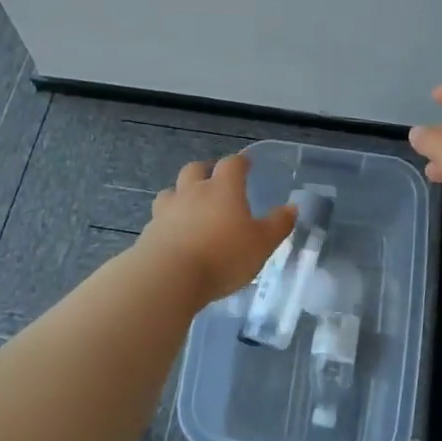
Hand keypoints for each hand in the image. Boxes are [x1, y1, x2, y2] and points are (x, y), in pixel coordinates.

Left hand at [137, 153, 296, 304]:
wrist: (169, 277)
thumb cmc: (223, 256)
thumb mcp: (262, 244)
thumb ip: (278, 224)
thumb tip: (292, 207)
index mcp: (223, 189)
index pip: (232, 164)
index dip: (240, 162)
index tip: (246, 164)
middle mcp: (193, 192)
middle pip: (195, 169)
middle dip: (205, 171)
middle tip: (214, 181)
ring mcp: (167, 210)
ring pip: (171, 191)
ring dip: (181, 194)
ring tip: (189, 207)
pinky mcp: (149, 232)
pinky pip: (159, 218)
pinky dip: (167, 221)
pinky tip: (174, 235)